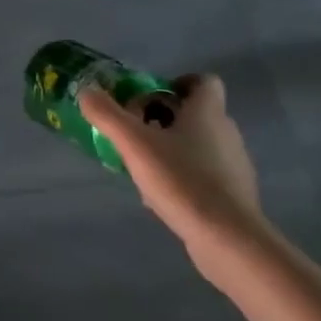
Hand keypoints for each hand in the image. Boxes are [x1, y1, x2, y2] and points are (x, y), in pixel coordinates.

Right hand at [79, 75, 266, 281]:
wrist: (228, 240)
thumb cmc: (182, 179)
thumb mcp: (134, 143)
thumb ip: (107, 114)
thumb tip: (87, 91)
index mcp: (208, 111)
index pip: (204, 81)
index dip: (178, 83)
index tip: (152, 98)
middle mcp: (227, 132)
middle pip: (196, 114)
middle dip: (165, 119)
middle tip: (137, 132)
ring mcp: (234, 166)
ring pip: (199, 145)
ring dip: (172, 149)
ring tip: (144, 168)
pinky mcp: (234, 196)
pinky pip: (205, 175)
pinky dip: (184, 178)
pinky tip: (162, 197)